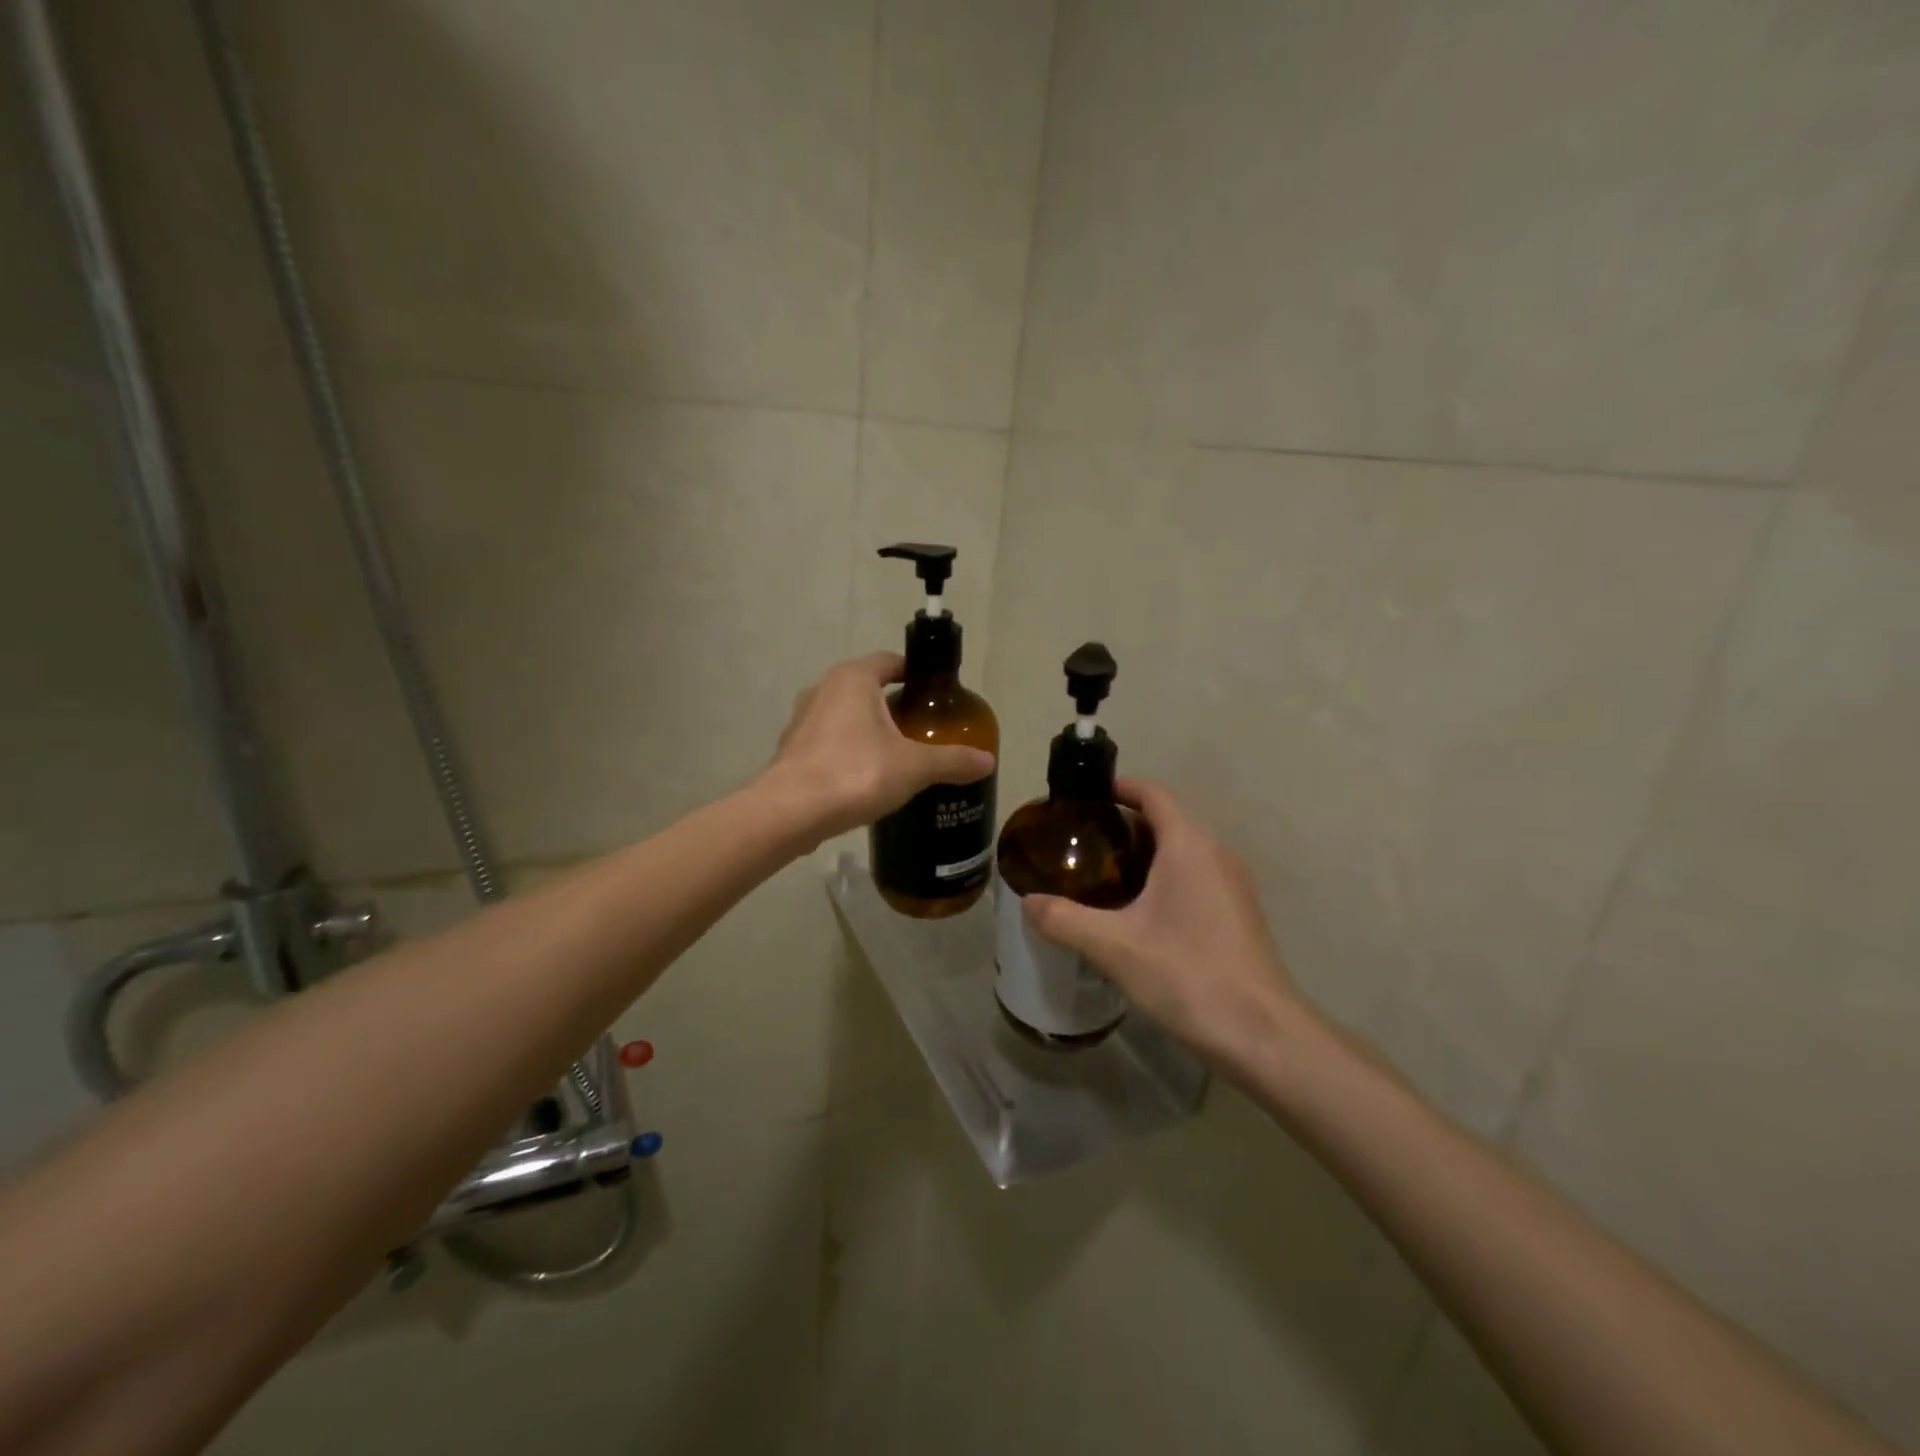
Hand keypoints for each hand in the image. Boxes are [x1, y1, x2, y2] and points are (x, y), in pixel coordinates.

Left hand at [767, 652, 994, 839]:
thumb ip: (952, 760)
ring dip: (870, 731)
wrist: (789, 813)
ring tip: (899, 757)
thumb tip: (989, 761)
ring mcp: (802, 720)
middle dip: (897, 707)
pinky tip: (866, 779)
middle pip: (869, 689)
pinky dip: (849, 752)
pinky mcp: (792, 750)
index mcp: (853, 679)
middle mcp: (823, 689)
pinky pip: (829, 742)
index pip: (891, 661)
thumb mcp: (914, 767)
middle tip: (925, 730)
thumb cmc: (855, 774)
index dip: (916, 675)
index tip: (937, 696)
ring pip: (847, 716)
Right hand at [1023, 778, 1304, 1075]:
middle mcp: (1216, 854)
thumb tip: (1028, 902)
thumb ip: (1064, 920)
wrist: (1263, 1036)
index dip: (1120, 787)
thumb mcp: (1114, 948)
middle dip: (1124, 824)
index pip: (1154, 794)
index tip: (1085, 798)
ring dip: (1145, 853)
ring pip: (1183, 851)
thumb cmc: (1188, 975)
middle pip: (1167, 820)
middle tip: (1081, 842)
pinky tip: (1137, 913)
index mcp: (1189, 846)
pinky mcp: (1238, 914)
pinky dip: (1164, 878)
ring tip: (1102, 876)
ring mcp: (1233, 885)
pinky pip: (1196, 877)